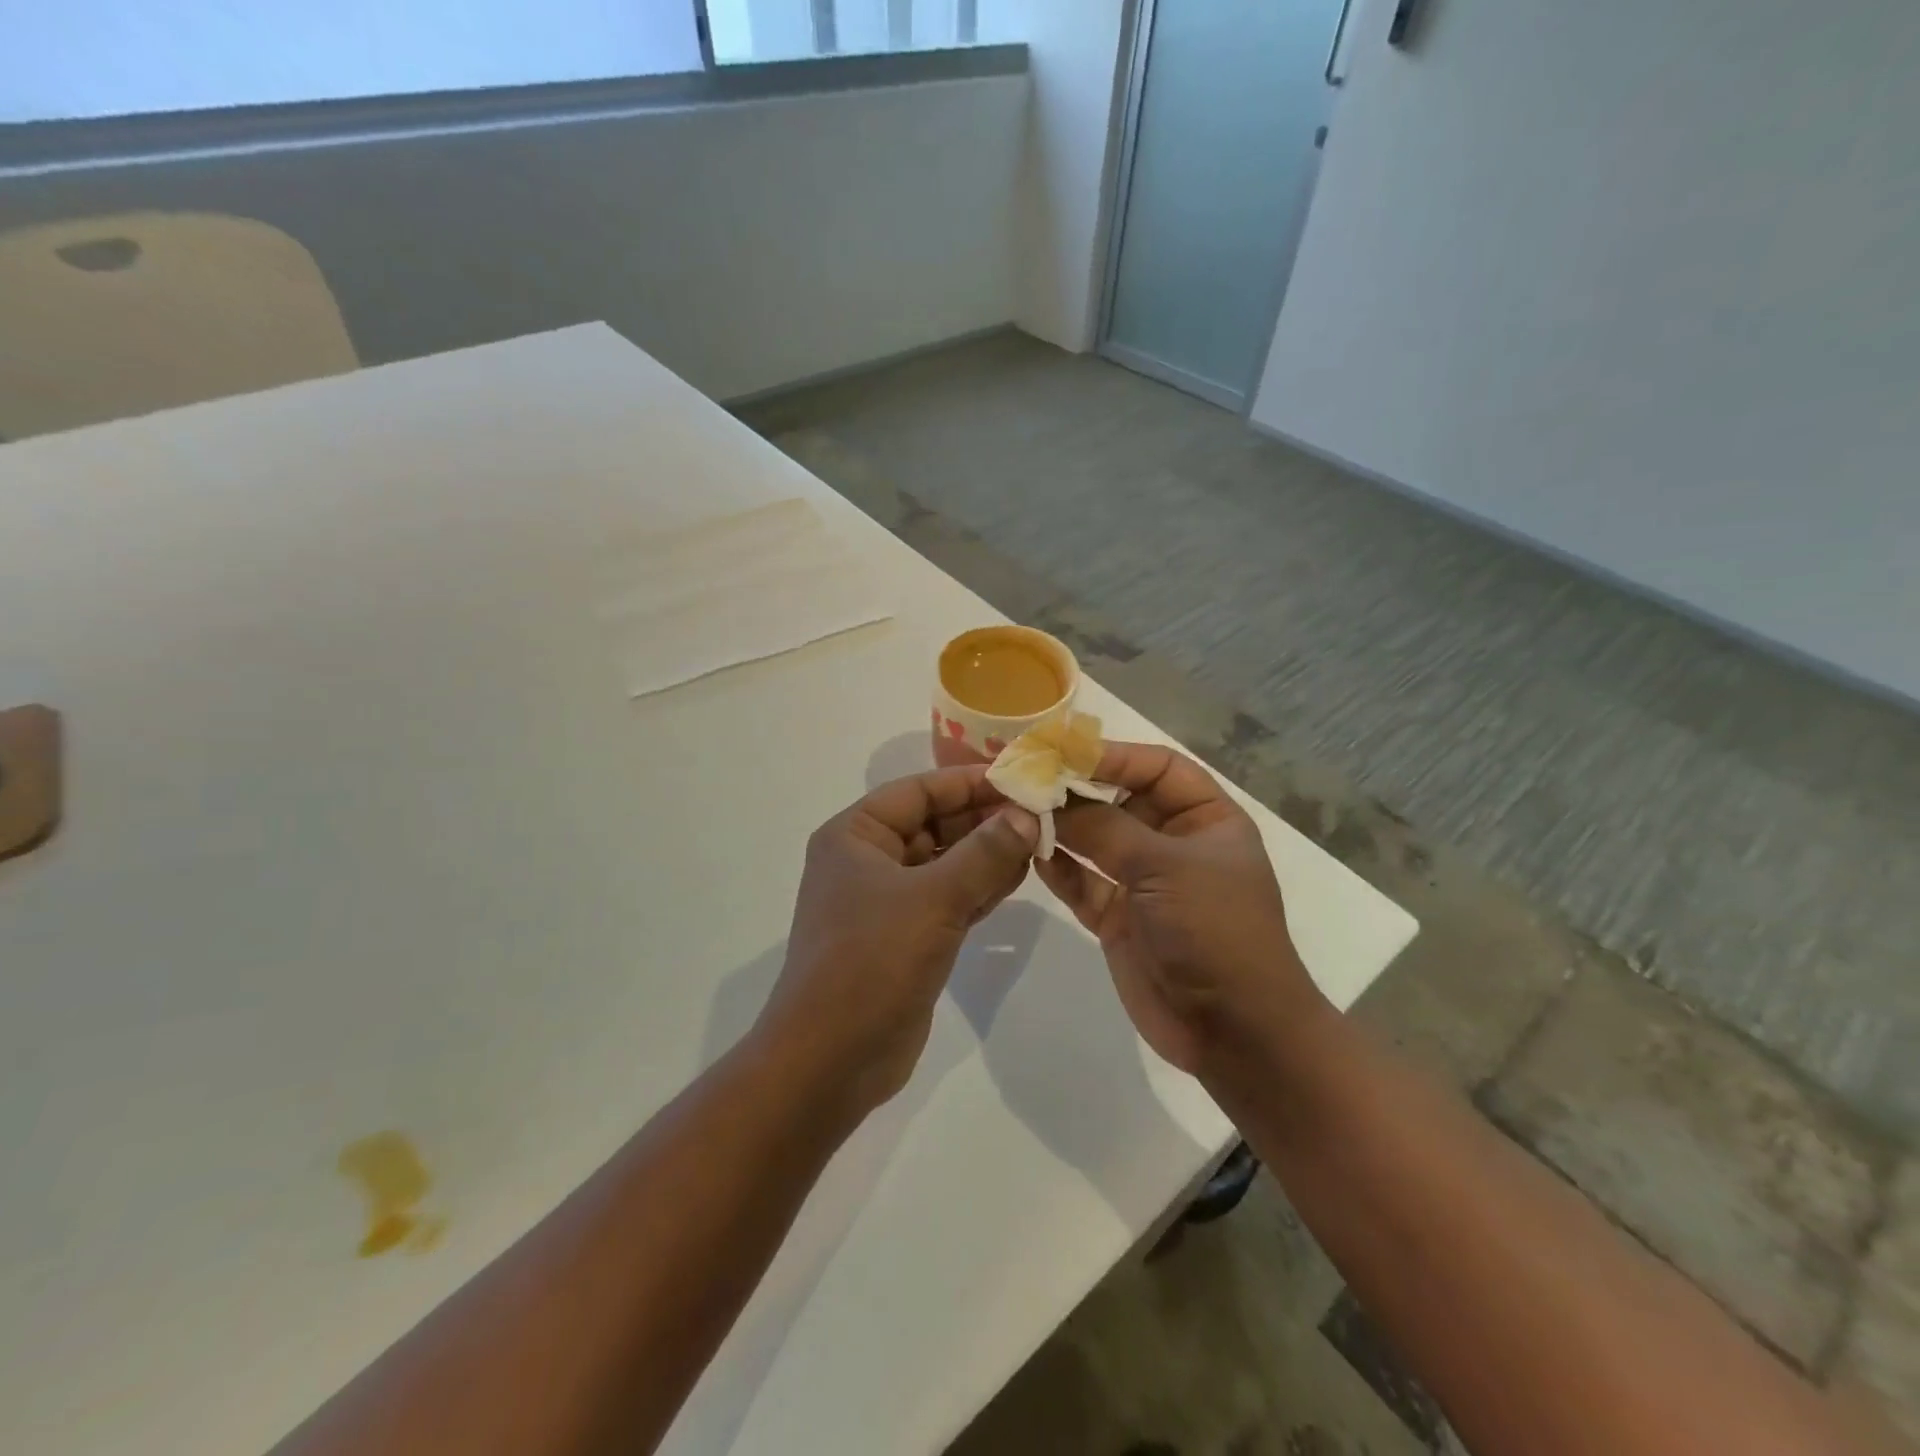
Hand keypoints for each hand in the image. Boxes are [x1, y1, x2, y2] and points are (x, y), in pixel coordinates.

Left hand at [759, 766, 1039, 1117]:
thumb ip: (985, 853)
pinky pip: (948, 897)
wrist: (831, 1059)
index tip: (1021, 778)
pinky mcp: (905, 936)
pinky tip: (1019, 878)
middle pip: (933, 823)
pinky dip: (980, 887)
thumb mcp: (933, 898)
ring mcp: (886, 900)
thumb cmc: (872, 961)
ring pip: (944, 862)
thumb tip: (1026, 814)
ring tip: (1039, 842)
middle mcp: (867, 859)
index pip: (919, 790)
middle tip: (1041, 814)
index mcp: (855, 835)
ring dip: (987, 853)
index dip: (970, 782)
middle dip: (984, 819)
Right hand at [1032, 742, 1325, 1076]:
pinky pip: (1083, 883)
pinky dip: (1058, 869)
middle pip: (1120, 801)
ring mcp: (1144, 883)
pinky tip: (1030, 853)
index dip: (1113, 756)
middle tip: (1027, 778)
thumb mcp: (1165, 867)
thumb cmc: (1214, 930)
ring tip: (1018, 810)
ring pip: (1096, 841)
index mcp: (1206, 819)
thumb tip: (1050, 798)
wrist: (1233, 1031)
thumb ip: (1105, 827)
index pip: (1158, 768)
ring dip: (1061, 827)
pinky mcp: (1119, 918)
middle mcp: (1175, 844)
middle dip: (1077, 790)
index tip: (1061, 753)